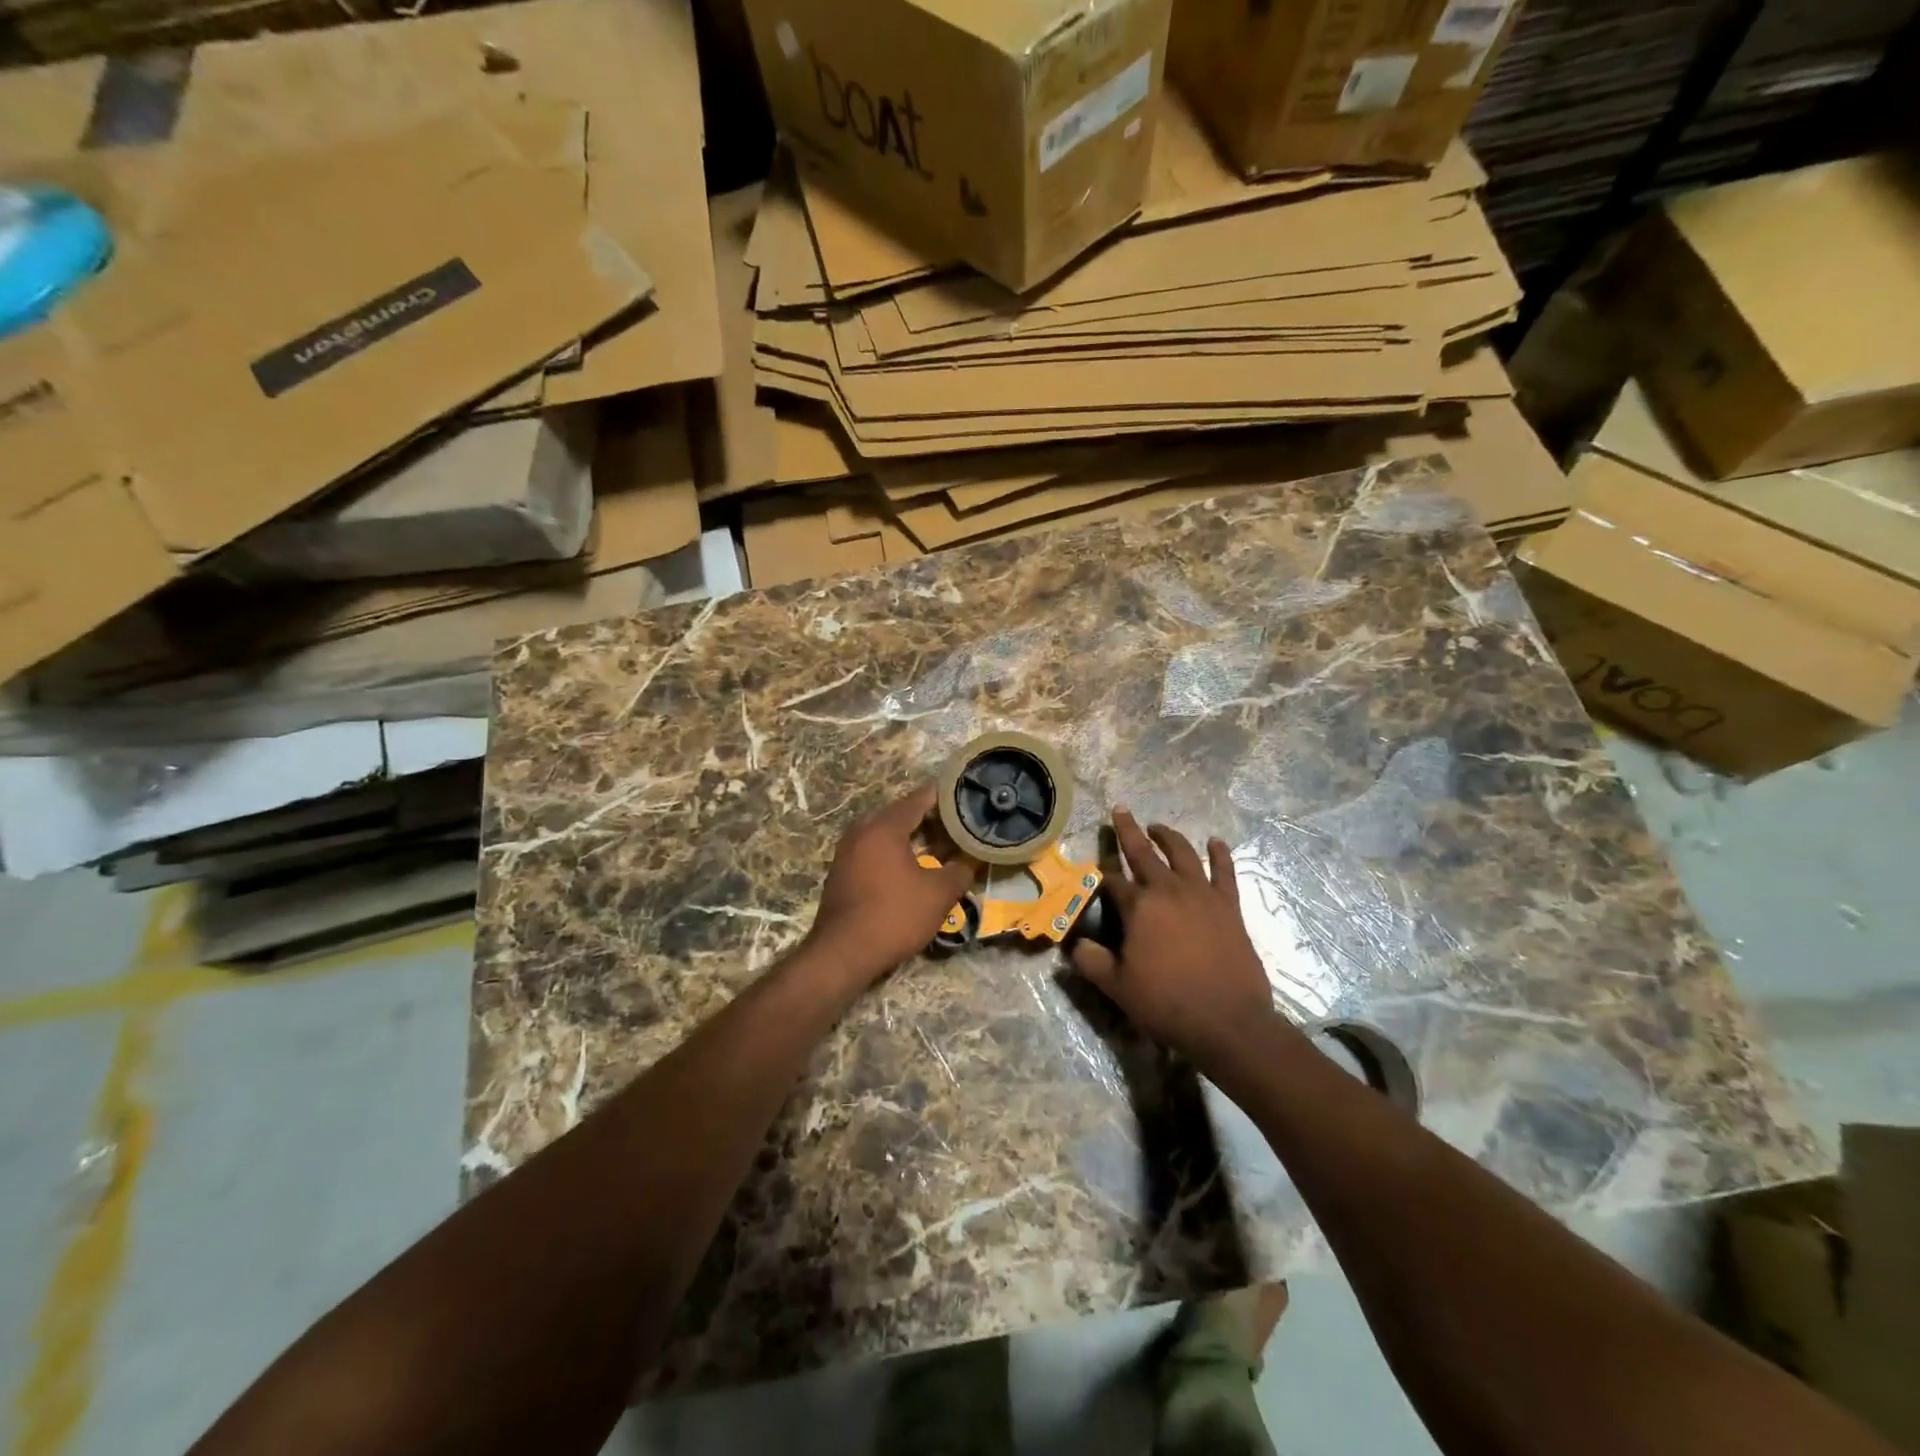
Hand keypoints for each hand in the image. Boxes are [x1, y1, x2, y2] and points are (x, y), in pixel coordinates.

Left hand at [804, 782, 976, 989]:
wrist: (842, 954)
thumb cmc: (894, 916)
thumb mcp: (938, 894)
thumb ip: (960, 871)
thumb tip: (972, 858)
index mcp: (883, 828)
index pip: (917, 800)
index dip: (941, 796)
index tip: (962, 795)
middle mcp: (861, 832)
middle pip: (899, 814)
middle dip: (927, 817)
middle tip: (955, 822)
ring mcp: (846, 853)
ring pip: (884, 834)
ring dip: (910, 836)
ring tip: (937, 843)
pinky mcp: (841, 873)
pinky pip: (872, 851)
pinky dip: (893, 852)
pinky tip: (910, 866)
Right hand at [1070, 809, 1280, 1067]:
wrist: (1227, 1021)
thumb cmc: (1167, 1003)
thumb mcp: (1117, 987)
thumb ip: (1091, 961)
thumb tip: (1075, 945)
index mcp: (1139, 907)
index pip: (1113, 880)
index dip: (1101, 872)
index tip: (1094, 867)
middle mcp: (1168, 890)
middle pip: (1144, 852)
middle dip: (1128, 830)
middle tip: (1120, 810)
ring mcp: (1202, 895)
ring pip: (1182, 854)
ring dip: (1168, 837)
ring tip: (1158, 827)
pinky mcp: (1229, 906)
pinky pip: (1224, 872)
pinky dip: (1219, 854)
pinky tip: (1215, 842)